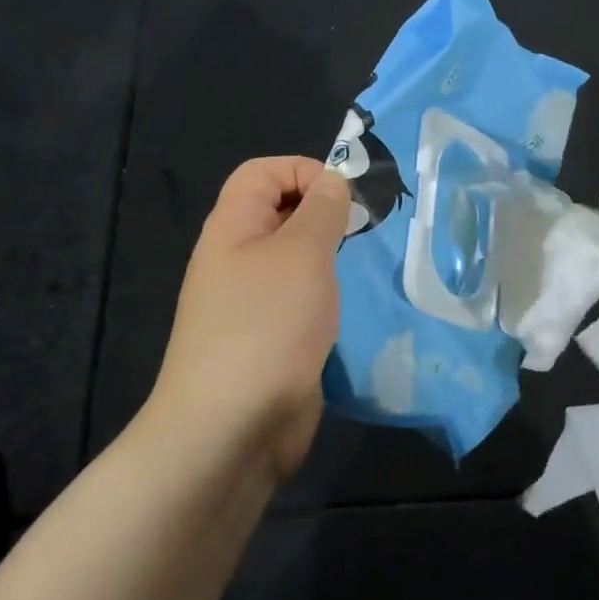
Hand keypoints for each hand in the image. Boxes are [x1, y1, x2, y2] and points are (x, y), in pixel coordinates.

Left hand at [150, 157, 351, 484]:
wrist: (232, 428)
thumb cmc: (267, 326)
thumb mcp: (301, 254)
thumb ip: (321, 211)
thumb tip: (332, 183)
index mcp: (232, 228)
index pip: (263, 172)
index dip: (305, 170)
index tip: (349, 198)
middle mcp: (237, 260)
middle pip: (280, 215)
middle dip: (325, 216)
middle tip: (366, 235)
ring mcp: (252, 305)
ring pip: (297, 263)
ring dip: (332, 261)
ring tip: (366, 272)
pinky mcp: (272, 342)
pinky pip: (303, 304)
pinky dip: (329, 301)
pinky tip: (354, 314)